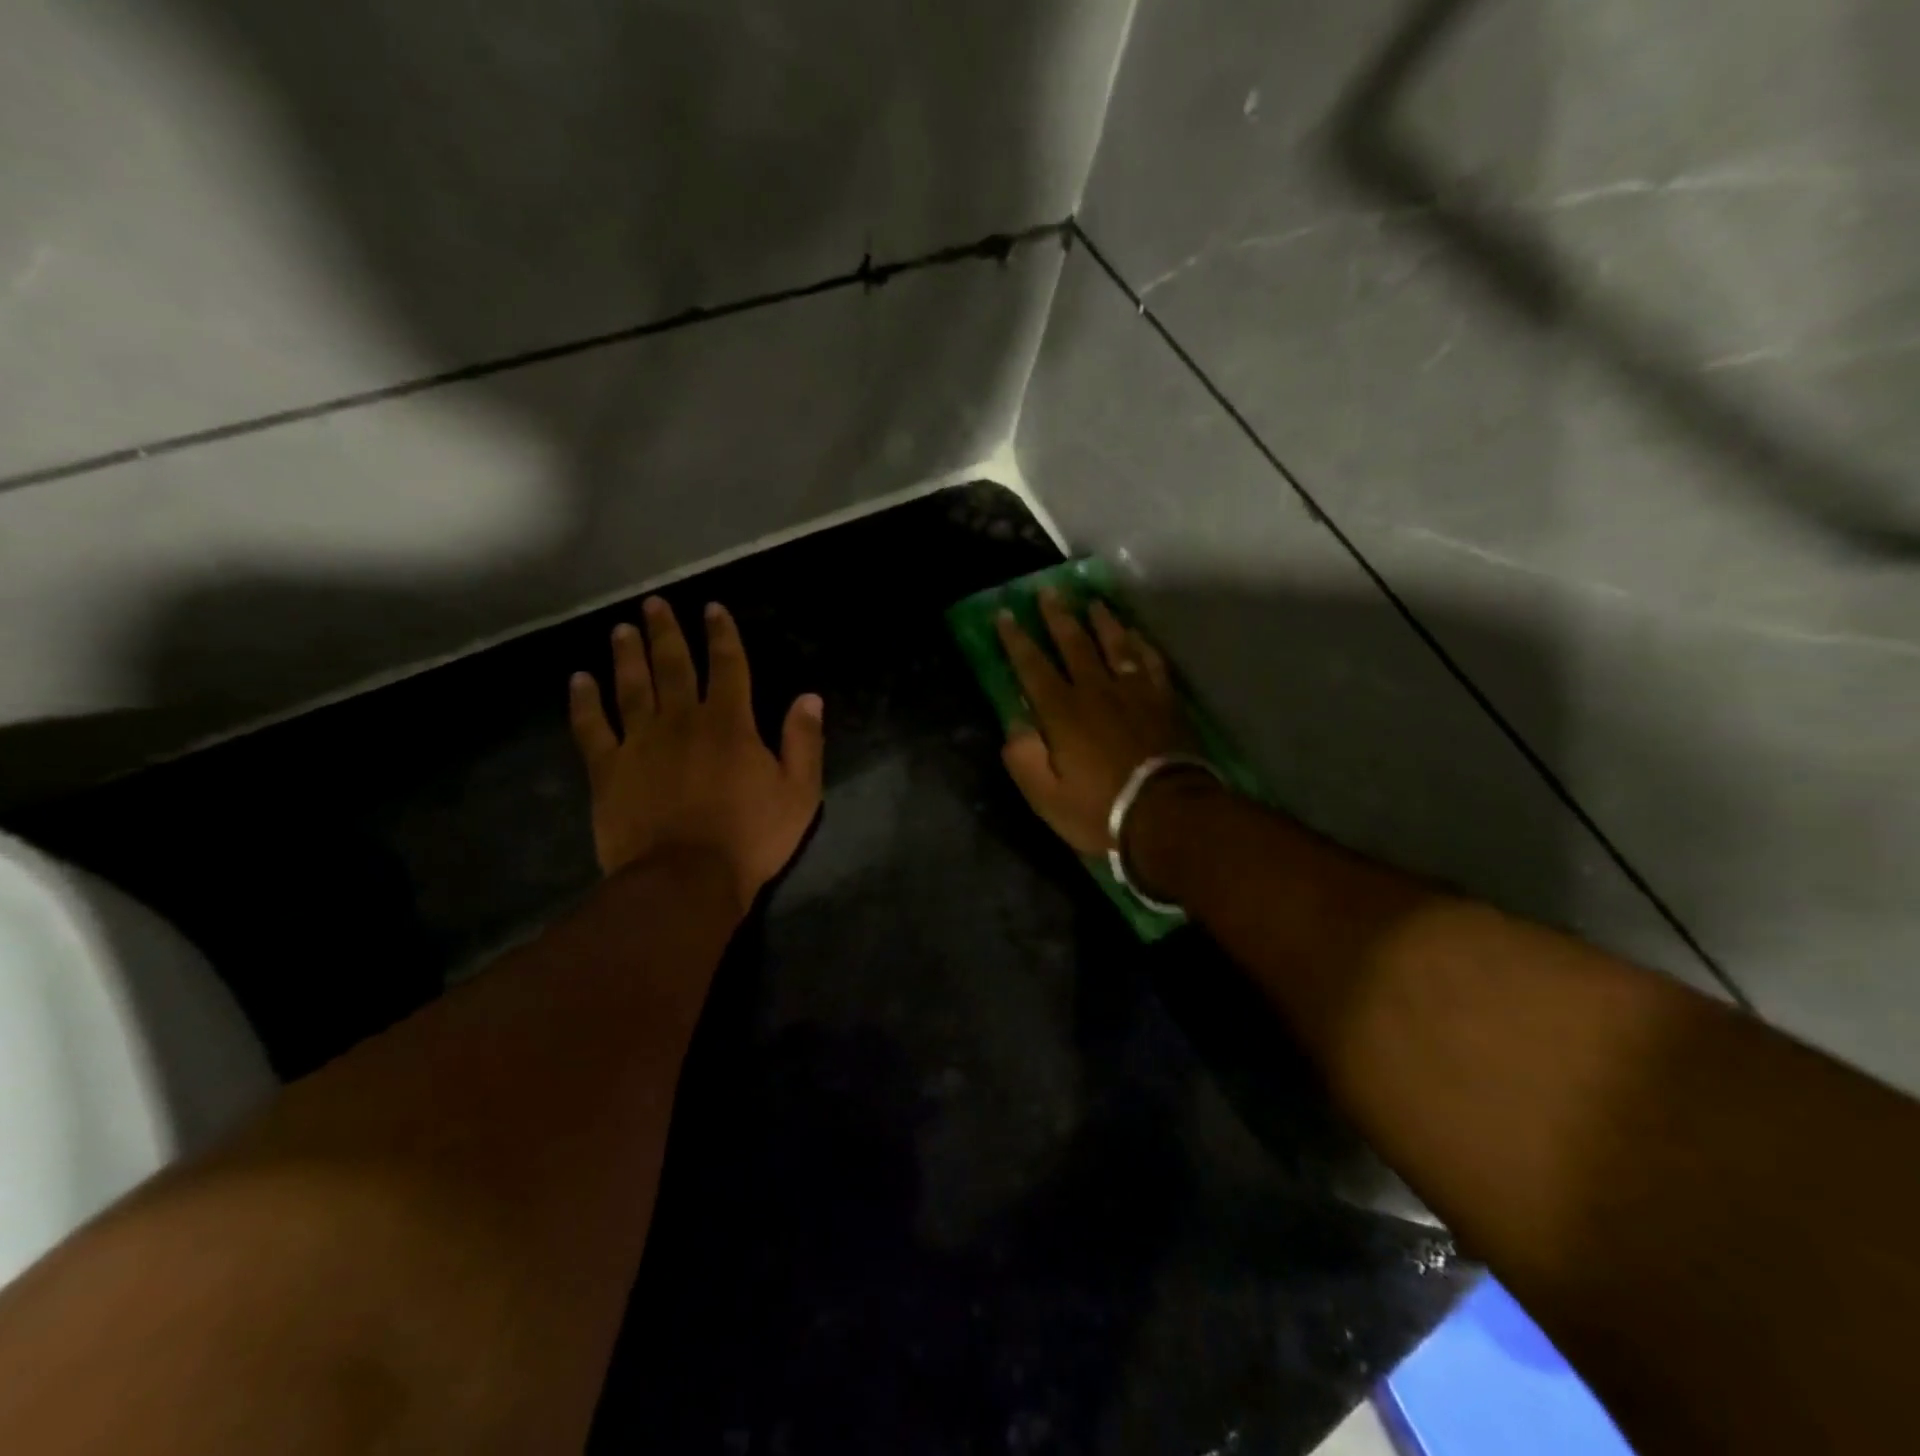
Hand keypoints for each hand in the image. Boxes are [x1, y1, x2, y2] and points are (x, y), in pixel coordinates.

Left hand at [569, 597, 823, 906]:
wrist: (685, 880)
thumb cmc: (750, 838)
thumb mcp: (799, 793)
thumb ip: (803, 742)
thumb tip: (809, 698)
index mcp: (730, 724)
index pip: (728, 666)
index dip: (722, 635)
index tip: (712, 609)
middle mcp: (682, 720)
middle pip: (674, 666)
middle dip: (666, 632)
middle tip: (655, 604)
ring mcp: (640, 743)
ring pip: (632, 687)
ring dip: (627, 655)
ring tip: (621, 629)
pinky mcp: (608, 770)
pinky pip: (591, 727)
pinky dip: (584, 702)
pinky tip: (578, 681)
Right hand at [995, 589, 1197, 856]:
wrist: (1167, 814)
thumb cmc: (1099, 809)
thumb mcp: (1045, 796)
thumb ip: (1024, 757)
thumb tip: (1015, 724)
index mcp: (1062, 712)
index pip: (1032, 666)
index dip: (1016, 640)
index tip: (1006, 614)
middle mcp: (1096, 690)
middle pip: (1074, 644)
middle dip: (1057, 616)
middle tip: (1048, 590)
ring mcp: (1134, 692)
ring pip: (1115, 645)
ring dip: (1101, 621)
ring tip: (1093, 602)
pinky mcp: (1164, 700)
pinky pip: (1151, 662)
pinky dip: (1141, 645)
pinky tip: (1136, 636)